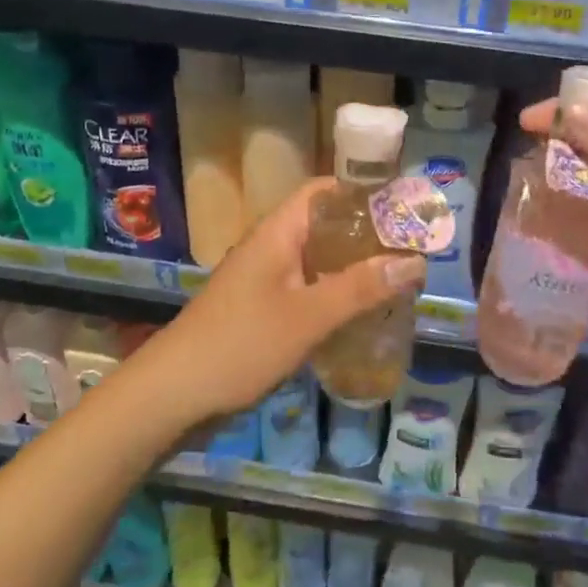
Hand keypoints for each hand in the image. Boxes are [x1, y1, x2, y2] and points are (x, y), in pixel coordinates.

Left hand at [134, 178, 425, 425]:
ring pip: (318, 261)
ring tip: (397, 279)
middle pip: (325, 226)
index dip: (362, 191)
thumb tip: (415, 261)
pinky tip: (362, 314)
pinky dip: (336, 295)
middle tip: (411, 248)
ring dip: (353, 268)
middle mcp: (272, 248)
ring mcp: (265, 280)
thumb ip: (361, 288)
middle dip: (366, 235)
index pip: (323, 191)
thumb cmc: (241, 344)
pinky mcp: (263, 310)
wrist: (171, 395)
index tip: (403, 205)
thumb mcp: (308, 316)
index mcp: (278, 232)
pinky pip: (308, 290)